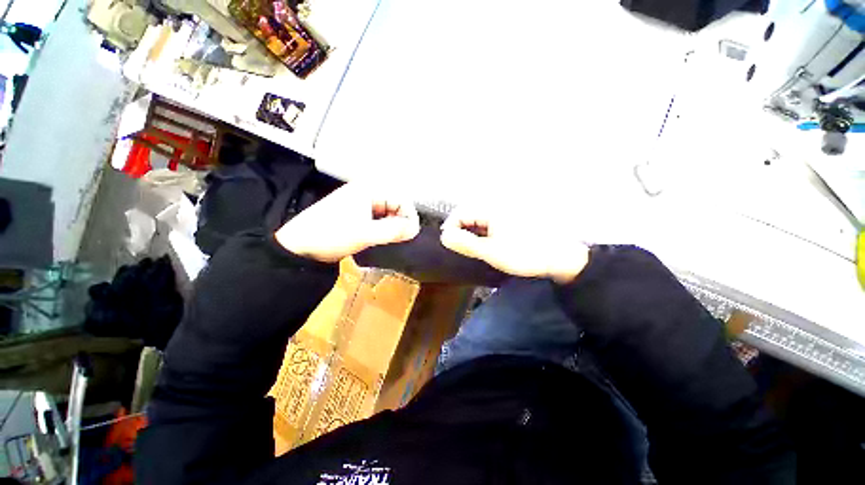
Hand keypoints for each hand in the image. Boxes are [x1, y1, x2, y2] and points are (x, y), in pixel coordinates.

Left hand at [275, 183, 420, 262]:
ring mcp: (362, 202)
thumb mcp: (365, 234)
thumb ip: (393, 231)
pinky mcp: (358, 213)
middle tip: (399, 239)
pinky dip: (383, 227)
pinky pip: (379, 218)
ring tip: (389, 239)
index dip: (409, 216)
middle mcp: (367, 191)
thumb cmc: (331, 235)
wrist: (300, 246)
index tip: (411, 235)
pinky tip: (380, 237)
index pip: (401, 199)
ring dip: (392, 225)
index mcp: (369, 189)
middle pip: (396, 205)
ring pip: (388, 212)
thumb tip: (415, 229)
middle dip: (400, 221)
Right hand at [440, 206, 589, 283]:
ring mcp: (504, 212)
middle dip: (461, 231)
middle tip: (461, 249)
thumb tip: (445, 237)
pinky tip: (487, 245)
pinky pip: (489, 223)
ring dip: (472, 233)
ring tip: (474, 249)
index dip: (450, 228)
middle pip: (469, 215)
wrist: (558, 258)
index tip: (448, 244)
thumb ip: (465, 244)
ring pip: (479, 219)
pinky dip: (483, 233)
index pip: (460, 213)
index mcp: (491, 209)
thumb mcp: (491, 252)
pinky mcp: (511, 219)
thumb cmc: (525, 254)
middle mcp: (497, 206)